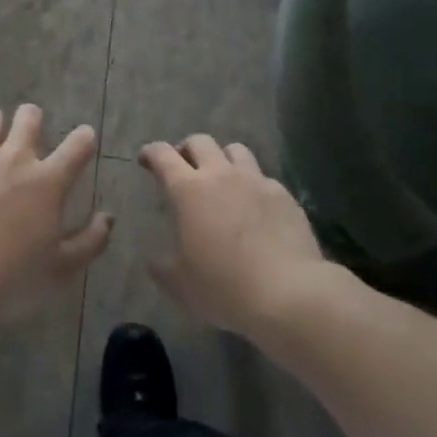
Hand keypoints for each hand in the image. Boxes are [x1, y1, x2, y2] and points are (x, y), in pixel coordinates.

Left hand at [0, 105, 109, 317]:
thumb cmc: (13, 274)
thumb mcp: (61, 266)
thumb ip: (90, 241)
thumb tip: (107, 218)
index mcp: (48, 180)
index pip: (79, 144)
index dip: (85, 137)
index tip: (84, 140)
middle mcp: (15, 157)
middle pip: (29, 115)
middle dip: (32, 120)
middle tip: (28, 139)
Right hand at [139, 136, 327, 337]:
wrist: (290, 294)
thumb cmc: (225, 287)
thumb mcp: (180, 284)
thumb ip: (162, 266)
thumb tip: (154, 259)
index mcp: (188, 190)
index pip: (162, 154)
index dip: (151, 153)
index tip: (146, 160)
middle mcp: (220, 175)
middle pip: (199, 141)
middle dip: (186, 149)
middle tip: (183, 168)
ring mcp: (256, 181)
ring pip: (235, 150)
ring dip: (222, 159)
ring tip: (222, 178)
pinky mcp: (284, 195)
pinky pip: (263, 177)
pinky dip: (253, 185)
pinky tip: (255, 207)